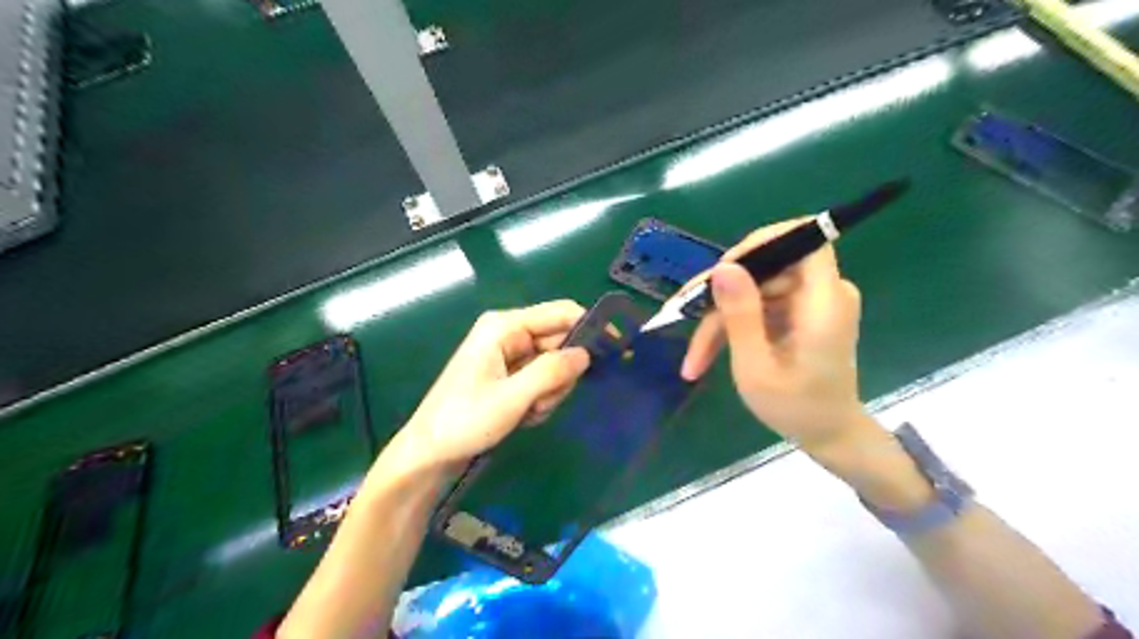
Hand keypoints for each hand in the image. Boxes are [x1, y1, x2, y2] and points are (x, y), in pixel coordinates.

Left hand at [387, 299, 590, 474]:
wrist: (430, 454)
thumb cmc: (464, 421)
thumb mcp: (512, 398)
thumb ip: (551, 372)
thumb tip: (586, 354)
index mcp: (504, 326)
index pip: (560, 313)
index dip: (588, 328)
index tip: (613, 351)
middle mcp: (509, 334)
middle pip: (559, 342)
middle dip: (560, 374)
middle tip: (543, 400)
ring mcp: (509, 355)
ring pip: (554, 365)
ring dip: (549, 391)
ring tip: (527, 411)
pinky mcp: (510, 375)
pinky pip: (542, 380)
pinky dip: (540, 399)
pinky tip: (523, 416)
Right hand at [680, 219, 868, 453]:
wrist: (828, 435)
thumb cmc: (796, 409)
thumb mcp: (757, 368)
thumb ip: (741, 316)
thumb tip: (723, 268)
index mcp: (824, 302)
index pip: (806, 240)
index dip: (763, 242)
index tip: (722, 270)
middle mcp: (822, 293)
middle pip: (766, 269)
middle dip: (721, 296)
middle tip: (682, 318)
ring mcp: (809, 303)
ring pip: (753, 290)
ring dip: (719, 320)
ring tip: (693, 359)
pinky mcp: (798, 313)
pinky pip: (758, 305)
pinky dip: (731, 327)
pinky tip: (706, 354)